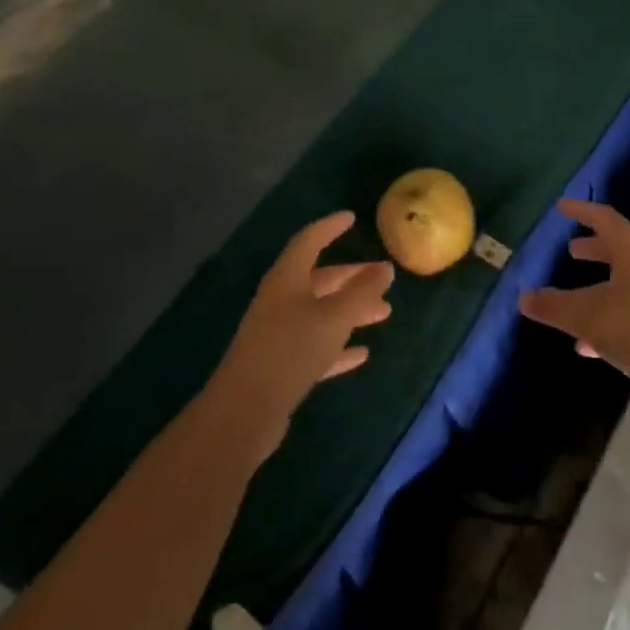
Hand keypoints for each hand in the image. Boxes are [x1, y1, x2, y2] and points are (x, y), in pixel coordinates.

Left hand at [209, 212, 393, 455]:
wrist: (244, 412)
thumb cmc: (291, 350)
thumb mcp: (334, 317)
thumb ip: (362, 291)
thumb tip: (385, 268)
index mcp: (286, 280)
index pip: (309, 241)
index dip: (330, 227)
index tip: (351, 218)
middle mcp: (280, 301)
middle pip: (320, 280)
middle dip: (352, 277)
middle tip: (383, 276)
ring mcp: (278, 335)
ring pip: (321, 313)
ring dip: (351, 311)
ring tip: (384, 313)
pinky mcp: (281, 367)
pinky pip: (316, 346)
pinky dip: (339, 346)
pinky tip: (362, 354)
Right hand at [519, 200, 629, 393]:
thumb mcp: (587, 316)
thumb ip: (554, 306)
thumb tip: (523, 298)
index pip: (605, 218)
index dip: (582, 210)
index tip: (562, 206)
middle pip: (618, 249)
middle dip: (593, 249)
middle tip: (571, 251)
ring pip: (625, 282)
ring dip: (599, 287)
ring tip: (572, 302)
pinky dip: (609, 318)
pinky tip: (589, 347)